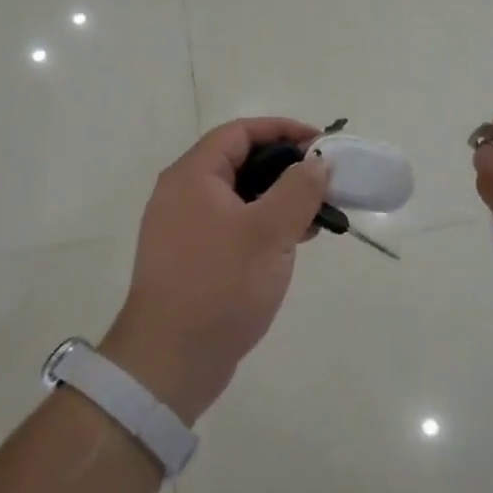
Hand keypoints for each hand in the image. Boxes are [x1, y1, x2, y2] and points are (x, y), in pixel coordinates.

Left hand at [103, 117, 329, 422]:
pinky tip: (293, 244)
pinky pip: (233, 226)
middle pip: (239, 162)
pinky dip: (264, 226)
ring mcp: (184, 229)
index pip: (239, 132)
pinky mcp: (192, 259)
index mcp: (192, 177)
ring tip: (316, 217)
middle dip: (285, 167)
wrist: (169, 362)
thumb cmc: (220, 285)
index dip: (282, 130)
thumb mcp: (268, 232)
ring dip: (278, 200)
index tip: (320, 143)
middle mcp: (182, 195)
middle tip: (323, 182)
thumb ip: (298, 190)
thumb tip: (317, 162)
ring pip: (239, 197)